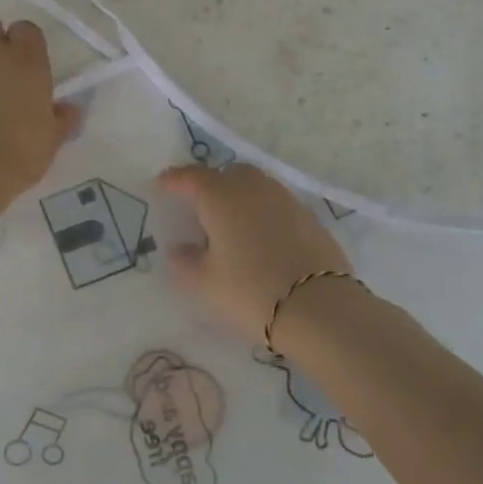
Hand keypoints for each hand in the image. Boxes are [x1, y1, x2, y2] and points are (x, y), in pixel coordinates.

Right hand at [156, 163, 351, 347]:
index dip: (174, 180)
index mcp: (221, 196)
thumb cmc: (250, 291)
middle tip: (200, 208)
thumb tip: (179, 248)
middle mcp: (253, 188)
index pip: (191, 177)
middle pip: (228, 175)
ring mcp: (286, 200)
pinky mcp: (311, 219)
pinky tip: (261, 240)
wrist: (320, 309)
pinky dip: (264, 215)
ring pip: (256, 188)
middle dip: (212, 185)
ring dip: (240, 199)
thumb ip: (185, 262)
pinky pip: (277, 207)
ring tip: (231, 227)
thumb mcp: (205, 283)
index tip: (162, 184)